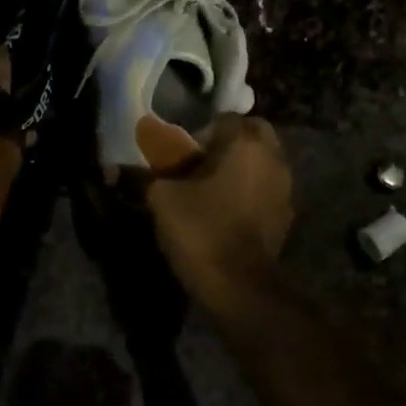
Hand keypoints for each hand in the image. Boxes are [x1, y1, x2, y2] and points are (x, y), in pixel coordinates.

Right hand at [140, 114, 292, 310]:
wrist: (239, 287)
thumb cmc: (201, 230)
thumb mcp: (162, 198)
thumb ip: (146, 174)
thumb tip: (119, 167)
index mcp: (246, 143)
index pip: (224, 119)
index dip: (199, 135)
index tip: (181, 159)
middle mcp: (273, 158)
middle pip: (251, 135)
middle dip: (227, 145)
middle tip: (198, 167)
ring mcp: (285, 187)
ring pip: (262, 161)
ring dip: (240, 168)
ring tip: (211, 190)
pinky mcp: (286, 215)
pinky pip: (266, 188)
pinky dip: (250, 192)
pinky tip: (227, 212)